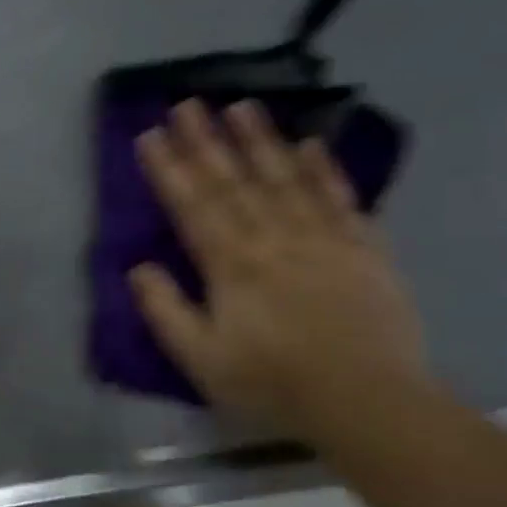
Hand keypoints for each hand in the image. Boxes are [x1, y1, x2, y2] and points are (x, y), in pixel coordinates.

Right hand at [129, 99, 426, 438]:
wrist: (368, 403)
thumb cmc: (273, 383)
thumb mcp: (200, 358)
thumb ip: (165, 309)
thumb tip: (138, 267)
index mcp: (231, 265)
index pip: (192, 206)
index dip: (169, 169)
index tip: (150, 135)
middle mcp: (274, 239)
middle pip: (234, 182)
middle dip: (206, 141)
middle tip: (187, 103)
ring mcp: (323, 239)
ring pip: (285, 179)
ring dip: (260, 141)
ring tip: (242, 105)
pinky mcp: (364, 249)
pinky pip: (340, 200)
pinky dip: (325, 170)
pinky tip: (310, 144)